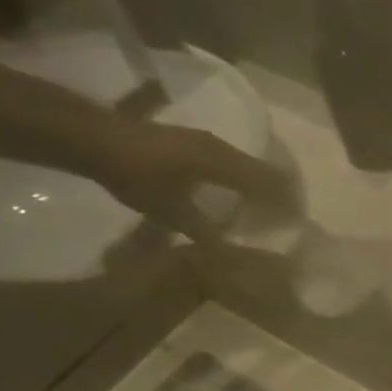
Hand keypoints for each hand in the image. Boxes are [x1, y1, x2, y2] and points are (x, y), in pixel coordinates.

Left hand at [92, 120, 301, 245]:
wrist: (93, 138)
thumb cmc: (135, 175)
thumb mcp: (171, 210)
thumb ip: (205, 231)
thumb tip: (232, 252)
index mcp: (223, 162)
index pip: (269, 183)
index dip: (285, 204)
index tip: (298, 224)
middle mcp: (221, 148)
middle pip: (264, 172)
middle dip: (279, 196)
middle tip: (289, 221)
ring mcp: (207, 142)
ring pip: (248, 166)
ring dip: (262, 187)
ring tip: (270, 210)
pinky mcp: (194, 142)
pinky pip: (232, 163)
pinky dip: (244, 180)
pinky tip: (240, 195)